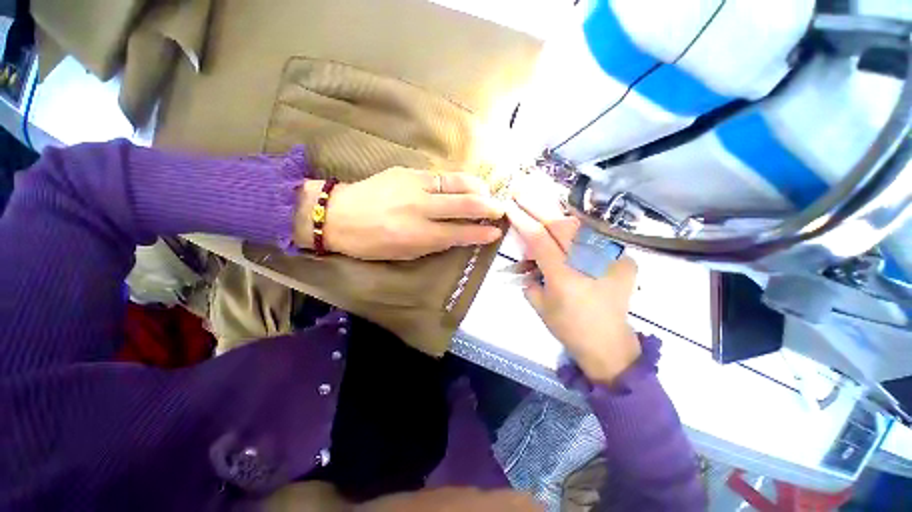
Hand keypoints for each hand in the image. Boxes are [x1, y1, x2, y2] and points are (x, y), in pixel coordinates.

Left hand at [294, 168, 504, 260]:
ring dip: (477, 188)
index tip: (496, 232)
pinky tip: (465, 184)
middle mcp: (420, 208)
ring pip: (457, 183)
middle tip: (500, 209)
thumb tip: (459, 235)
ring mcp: (414, 185)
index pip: (460, 233)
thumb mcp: (405, 252)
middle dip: (488, 207)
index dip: (481, 233)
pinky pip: (441, 175)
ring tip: (487, 194)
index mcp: (418, 235)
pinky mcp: (407, 171)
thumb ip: (435, 243)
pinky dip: (458, 181)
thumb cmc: (371, 243)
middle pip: (464, 204)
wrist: (339, 214)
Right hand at [506, 177, 640, 385]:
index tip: (510, 206)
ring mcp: (611, 259)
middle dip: (537, 205)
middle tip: (521, 191)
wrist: (609, 343)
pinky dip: (578, 230)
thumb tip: (530, 261)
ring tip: (541, 205)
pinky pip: (595, 237)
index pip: (539, 239)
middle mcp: (589, 263)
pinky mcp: (625, 260)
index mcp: (564, 277)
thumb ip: (530, 279)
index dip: (522, 220)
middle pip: (561, 223)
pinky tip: (567, 228)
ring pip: (580, 224)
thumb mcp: (539, 305)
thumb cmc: (568, 327)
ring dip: (557, 213)